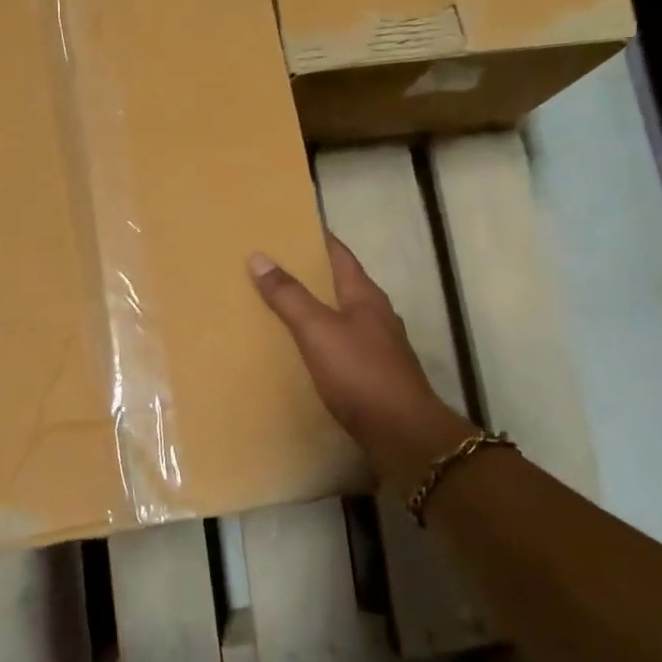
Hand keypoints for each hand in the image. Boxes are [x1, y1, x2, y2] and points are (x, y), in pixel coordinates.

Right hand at [250, 236, 474, 488]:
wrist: (402, 433)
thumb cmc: (360, 372)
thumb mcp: (317, 330)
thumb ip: (289, 295)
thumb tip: (259, 257)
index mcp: (365, 295)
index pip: (340, 254)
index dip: (318, 238)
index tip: (291, 228)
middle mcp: (377, 315)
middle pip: (342, 284)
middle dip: (312, 274)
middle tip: (275, 267)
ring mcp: (380, 346)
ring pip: (344, 316)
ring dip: (318, 308)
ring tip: (283, 306)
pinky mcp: (376, 374)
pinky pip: (344, 345)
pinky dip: (323, 340)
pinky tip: (306, 351)